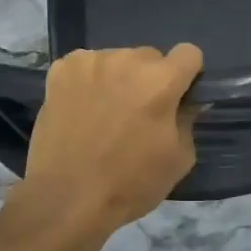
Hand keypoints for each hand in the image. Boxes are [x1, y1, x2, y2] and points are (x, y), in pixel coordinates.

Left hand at [16, 44, 202, 237]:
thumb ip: (188, 119)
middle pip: (150, 57)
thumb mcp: (178, 159)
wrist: (67, 197)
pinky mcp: (61, 69)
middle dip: (150, 79)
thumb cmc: (129, 183)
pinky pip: (86, 65)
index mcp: (161, 80)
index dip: (187, 74)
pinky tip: (80, 108)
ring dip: (118, 78)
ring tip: (104, 113)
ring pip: (117, 60)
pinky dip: (88, 81)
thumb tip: (187, 102)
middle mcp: (127, 60)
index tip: (178, 96)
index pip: (189, 53)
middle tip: (137, 113)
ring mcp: (91, 61)